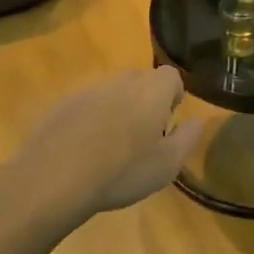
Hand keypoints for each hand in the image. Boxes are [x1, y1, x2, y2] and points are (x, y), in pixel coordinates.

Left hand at [0, 68, 201, 224]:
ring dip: (117, 110)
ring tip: (111, 147)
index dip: (173, 96)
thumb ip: (188, 138)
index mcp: (151, 91)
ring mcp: (88, 90)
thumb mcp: (167, 165)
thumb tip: (198, 120)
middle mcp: (121, 81)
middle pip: (140, 80)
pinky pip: (85, 105)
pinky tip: (84, 151)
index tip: (168, 123)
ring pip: (111, 92)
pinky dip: (89, 120)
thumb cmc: (122, 171)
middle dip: (145, 101)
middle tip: (142, 137)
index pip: (171, 76)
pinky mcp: (61, 104)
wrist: (55, 177)